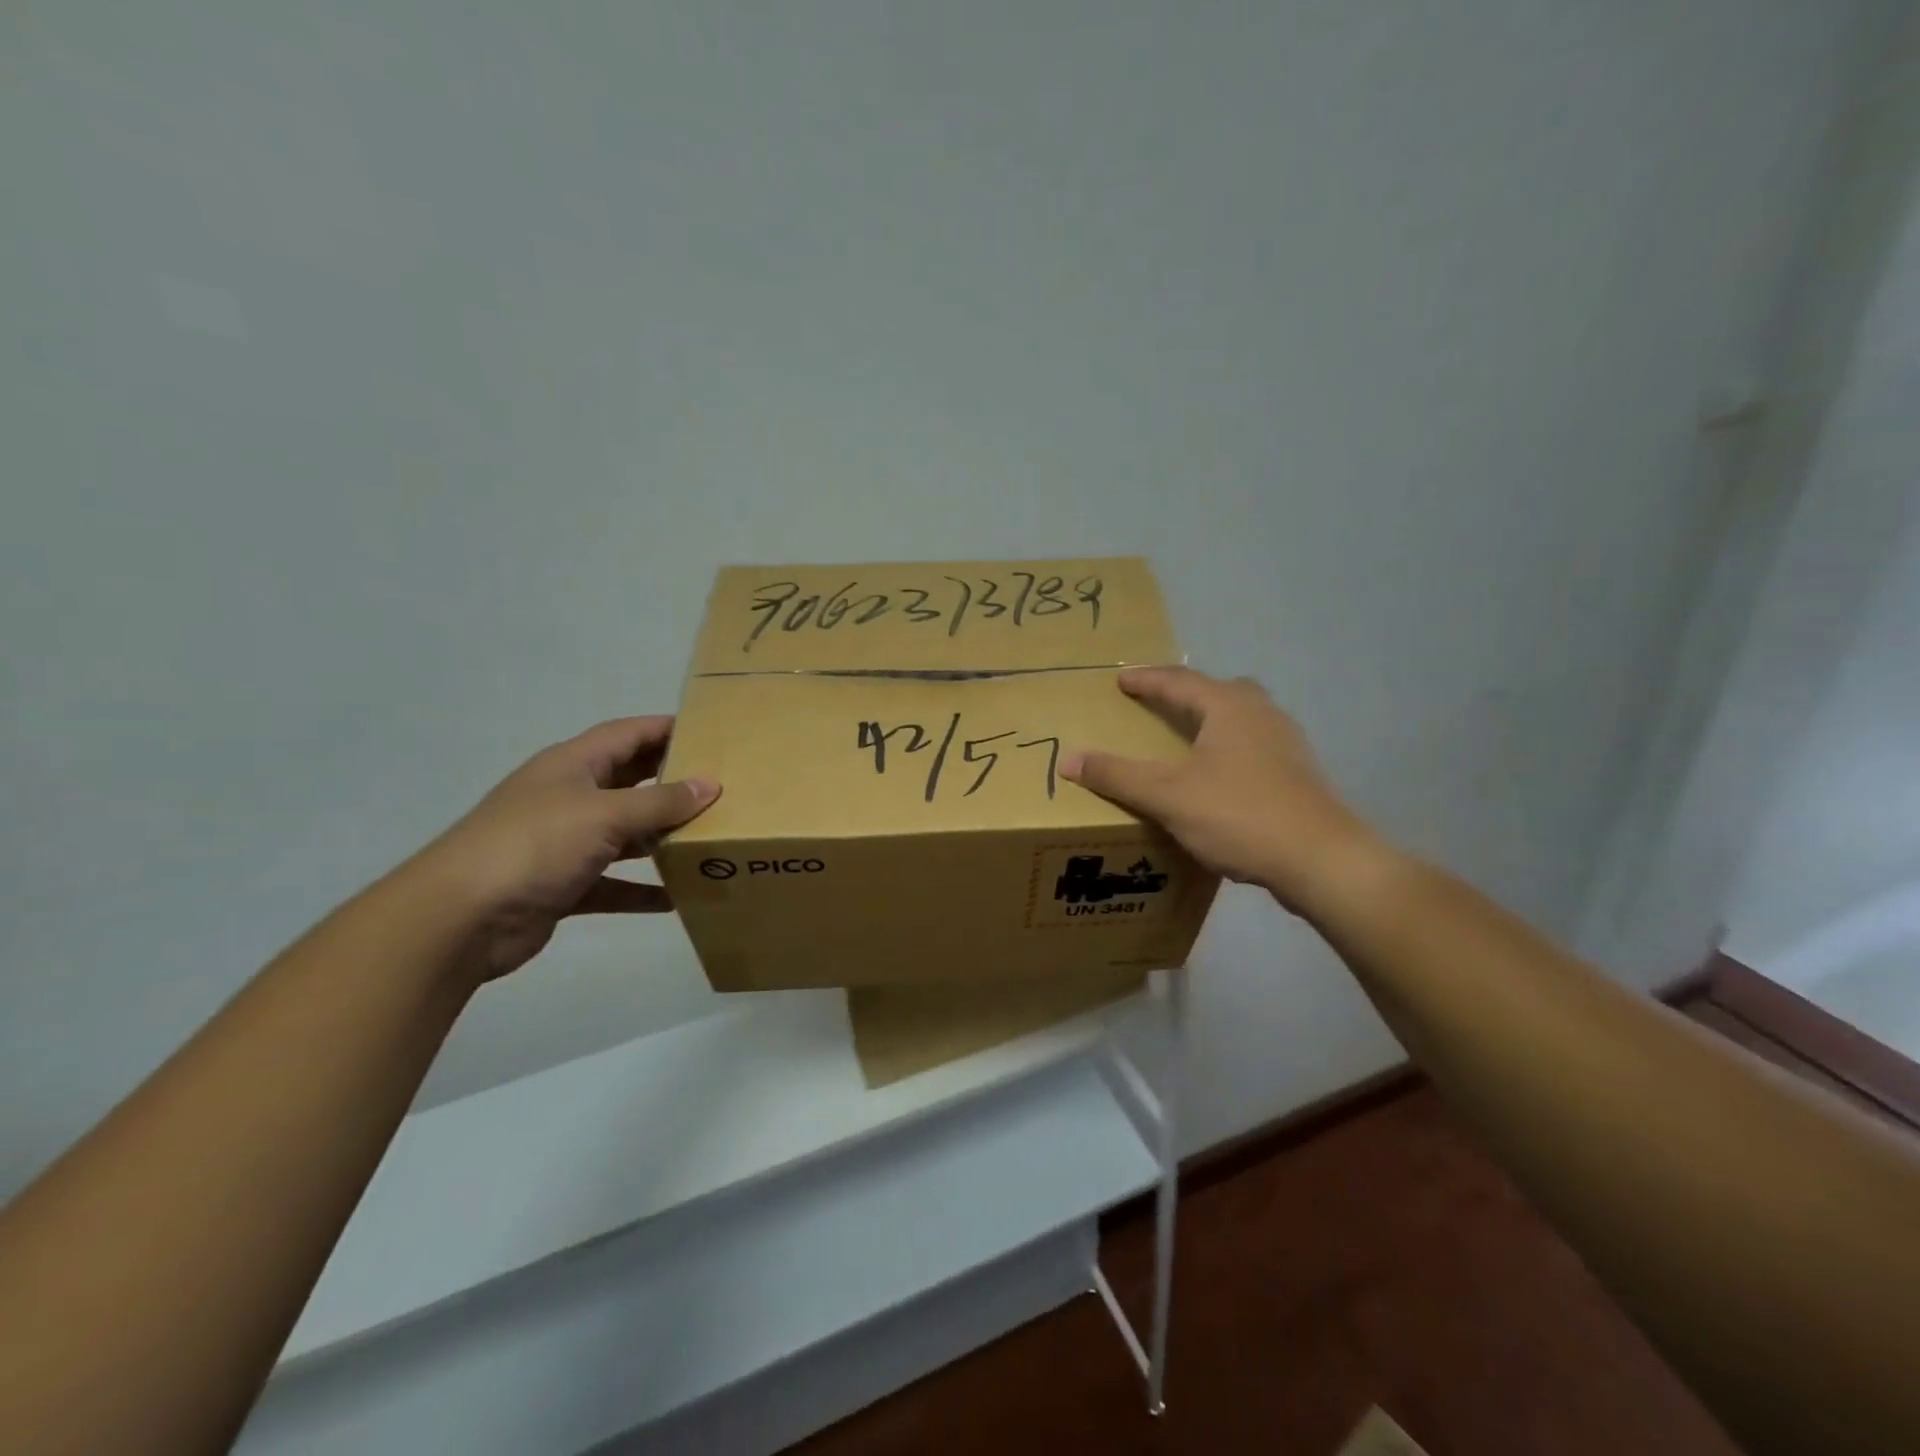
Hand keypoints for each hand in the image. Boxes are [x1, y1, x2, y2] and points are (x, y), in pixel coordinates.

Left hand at [402, 717, 718, 983]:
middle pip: (631, 781)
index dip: (667, 729)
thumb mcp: (604, 814)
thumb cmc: (534, 846)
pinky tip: (678, 897)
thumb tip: (711, 784)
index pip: (628, 734)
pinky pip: (614, 882)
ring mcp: (565, 843)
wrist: (459, 920)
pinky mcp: (564, 885)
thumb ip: (660, 801)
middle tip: (723, 787)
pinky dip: (643, 889)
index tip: (713, 733)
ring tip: (711, 839)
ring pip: (626, 833)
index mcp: (573, 765)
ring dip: (663, 837)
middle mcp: (570, 797)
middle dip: (673, 782)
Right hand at [1061, 668, 1380, 911]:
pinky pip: (1253, 746)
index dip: (1146, 680)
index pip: (1178, 681)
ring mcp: (1286, 744)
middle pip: (1218, 691)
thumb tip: (1068, 759)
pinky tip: (1218, 777)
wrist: (1321, 860)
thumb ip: (1117, 775)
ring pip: (1241, 718)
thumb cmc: (1239, 815)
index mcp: (1229, 707)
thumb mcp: (1167, 796)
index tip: (1120, 680)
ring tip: (1185, 738)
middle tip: (1157, 703)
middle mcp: (1262, 714)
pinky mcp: (1298, 774)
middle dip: (1185, 694)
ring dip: (1210, 721)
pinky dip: (1228, 748)